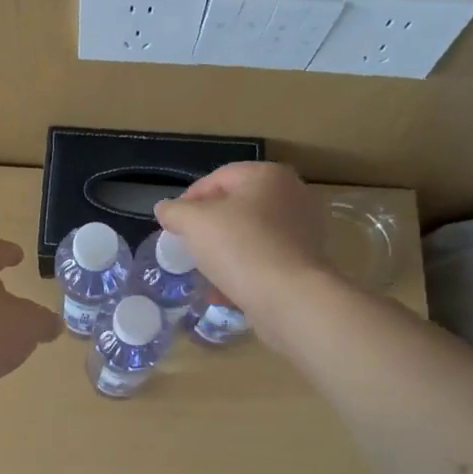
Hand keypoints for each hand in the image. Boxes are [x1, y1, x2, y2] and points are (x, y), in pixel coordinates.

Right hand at [154, 163, 333, 316]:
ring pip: (251, 234)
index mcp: (268, 175)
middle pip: (237, 205)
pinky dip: (245, 268)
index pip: (218, 178)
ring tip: (205, 270)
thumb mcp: (193, 223)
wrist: (289, 298)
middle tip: (188, 245)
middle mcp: (293, 194)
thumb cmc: (240, 247)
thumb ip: (174, 211)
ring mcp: (305, 228)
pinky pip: (266, 258)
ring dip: (225, 249)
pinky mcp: (308, 261)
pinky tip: (226, 289)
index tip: (173, 224)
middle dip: (209, 225)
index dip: (189, 199)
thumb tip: (165, 209)